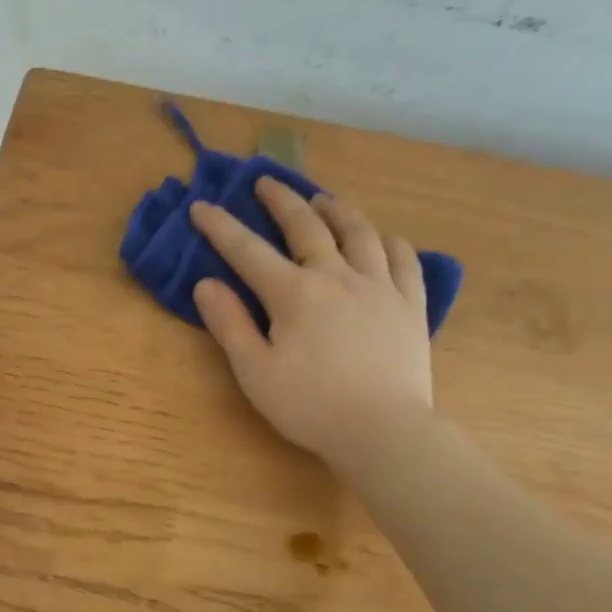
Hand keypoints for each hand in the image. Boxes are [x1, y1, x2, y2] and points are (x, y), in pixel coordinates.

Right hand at [191, 179, 432, 465]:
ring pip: (358, 232)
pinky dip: (388, 241)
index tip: (201, 206)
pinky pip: (402, 258)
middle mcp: (336, 276)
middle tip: (266, 182)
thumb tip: (206, 285)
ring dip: (336, 209)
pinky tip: (381, 238)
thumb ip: (230, 324)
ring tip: (323, 199)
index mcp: (294, 293)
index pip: (248, 250)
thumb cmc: (310, 405)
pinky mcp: (410, 304)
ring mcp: (379, 286)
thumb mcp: (255, 371)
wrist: (383, 430)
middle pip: (307, 225)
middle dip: (281, 200)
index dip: (221, 227)